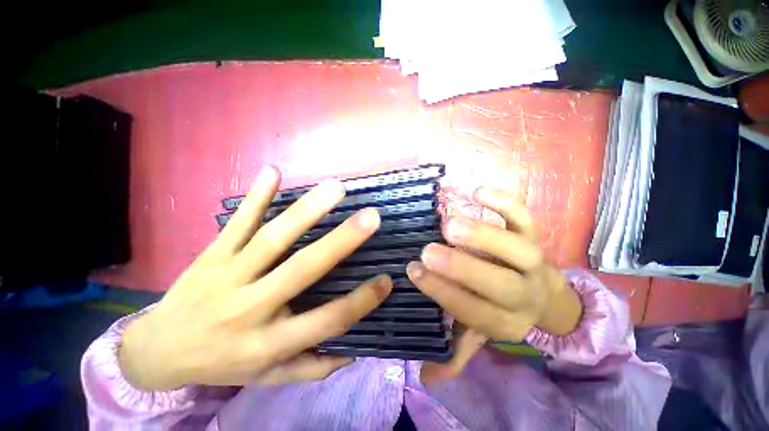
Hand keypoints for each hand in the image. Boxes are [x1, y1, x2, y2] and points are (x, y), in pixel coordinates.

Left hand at [119, 166, 391, 390]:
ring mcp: (228, 275)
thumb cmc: (221, 364)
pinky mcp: (211, 254)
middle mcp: (249, 307)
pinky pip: (237, 222)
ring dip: (306, 211)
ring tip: (336, 188)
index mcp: (267, 343)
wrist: (156, 351)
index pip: (325, 321)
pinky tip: (273, 171)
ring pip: (272, 239)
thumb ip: (311, 368)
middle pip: (301, 269)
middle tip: (371, 217)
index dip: (360, 301)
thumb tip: (352, 353)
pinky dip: (256, 196)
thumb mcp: (267, 378)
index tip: (387, 280)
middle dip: (341, 242)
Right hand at [412, 188, 582, 383]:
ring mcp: (531, 258)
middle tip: (428, 250)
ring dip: (482, 236)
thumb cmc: (502, 308)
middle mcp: (524, 292)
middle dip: (461, 268)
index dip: (442, 291)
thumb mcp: (481, 333)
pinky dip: (503, 202)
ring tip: (449, 225)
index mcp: (506, 320)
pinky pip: (524, 216)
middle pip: (499, 284)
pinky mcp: (533, 233)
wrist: (547, 294)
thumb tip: (426, 377)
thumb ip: (458, 350)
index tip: (413, 270)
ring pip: (517, 249)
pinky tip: (477, 192)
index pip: (472, 309)